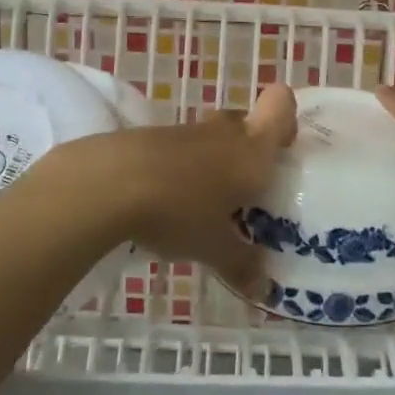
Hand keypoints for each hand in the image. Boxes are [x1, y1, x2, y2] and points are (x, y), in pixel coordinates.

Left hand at [53, 83, 297, 297]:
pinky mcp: (150, 138)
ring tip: (206, 205)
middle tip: (247, 190)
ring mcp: (184, 131)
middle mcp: (223, 132)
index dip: (286, 119)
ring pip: (210, 137)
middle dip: (248, 151)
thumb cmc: (180, 210)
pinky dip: (179, 169)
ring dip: (212, 162)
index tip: (283, 149)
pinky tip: (168, 203)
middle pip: (245, 122)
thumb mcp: (214, 248)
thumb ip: (242, 264)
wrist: (108, 183)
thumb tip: (264, 290)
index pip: (281, 105)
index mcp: (252, 149)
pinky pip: (179, 149)